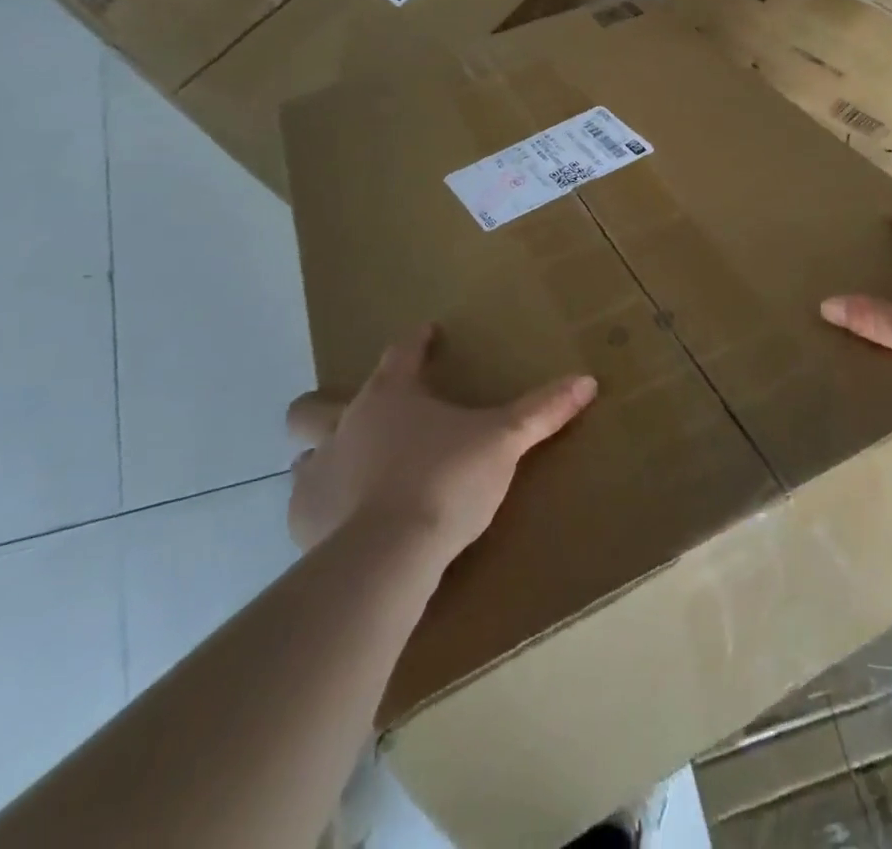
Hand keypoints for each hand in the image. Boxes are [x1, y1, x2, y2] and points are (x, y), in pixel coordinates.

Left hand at [284, 325, 597, 558]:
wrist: (386, 556)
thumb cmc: (446, 481)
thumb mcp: (503, 442)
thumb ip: (543, 410)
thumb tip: (588, 380)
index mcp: (390, 396)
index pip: (401, 353)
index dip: (416, 341)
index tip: (427, 334)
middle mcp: (344, 425)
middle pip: (313, 407)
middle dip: (325, 406)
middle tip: (360, 420)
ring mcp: (317, 473)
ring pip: (306, 454)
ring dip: (326, 459)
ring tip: (356, 475)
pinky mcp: (303, 521)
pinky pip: (307, 504)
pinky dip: (325, 507)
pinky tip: (348, 524)